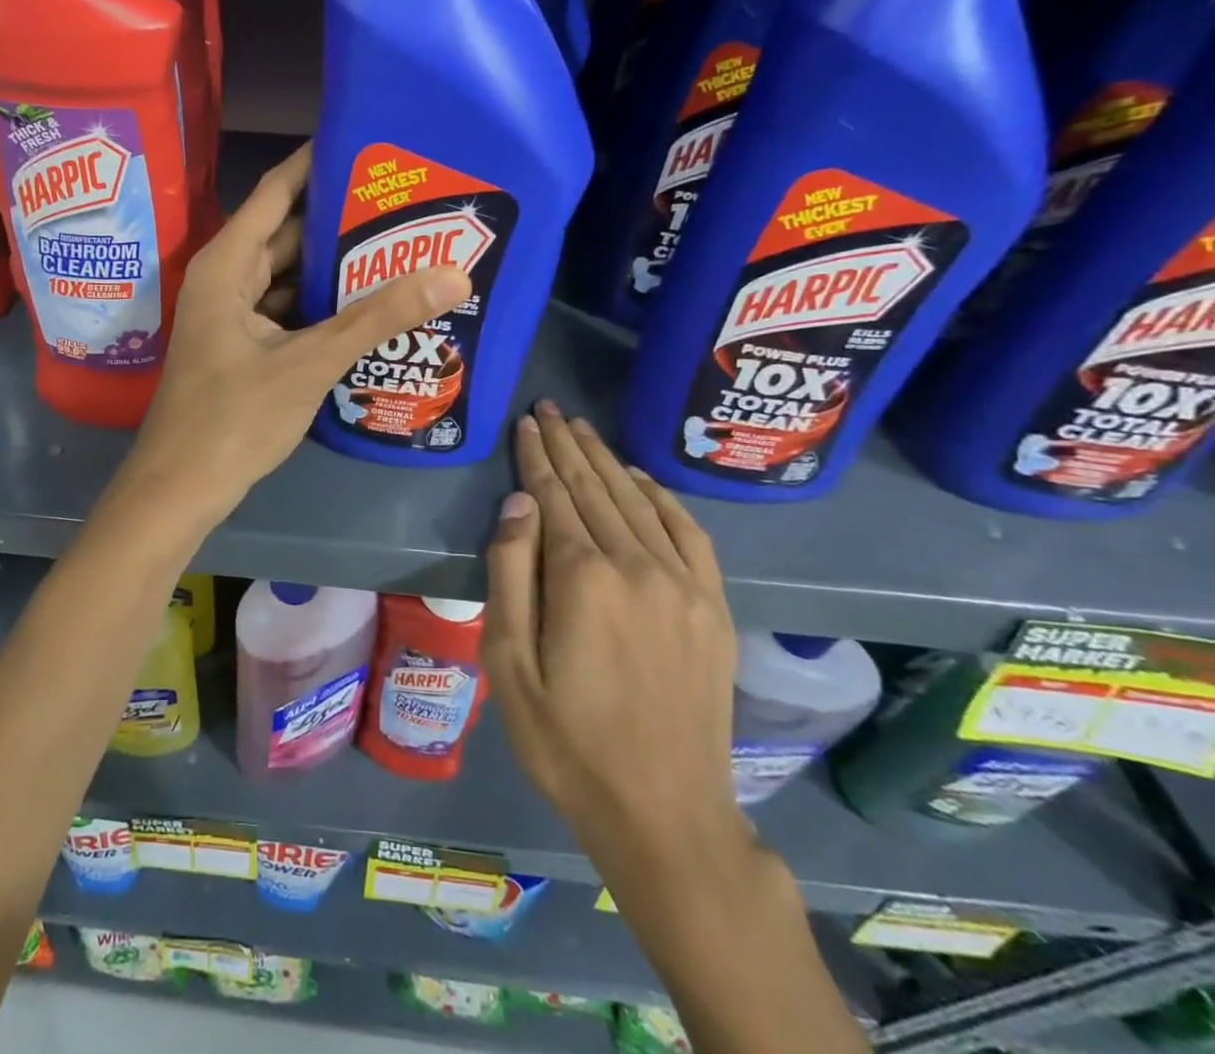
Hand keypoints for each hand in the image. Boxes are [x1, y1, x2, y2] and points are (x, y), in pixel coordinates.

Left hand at [128, 144, 470, 516]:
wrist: (180, 489)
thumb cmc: (233, 420)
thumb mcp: (309, 364)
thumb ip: (376, 318)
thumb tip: (453, 274)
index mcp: (228, 264)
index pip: (278, 191)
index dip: (320, 162)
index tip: (371, 141)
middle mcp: (227, 278)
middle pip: (289, 232)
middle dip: (343, 218)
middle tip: (408, 200)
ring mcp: (234, 314)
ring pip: (291, 274)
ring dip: (337, 265)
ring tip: (403, 244)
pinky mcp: (245, 345)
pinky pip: (289, 308)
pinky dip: (324, 304)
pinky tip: (371, 303)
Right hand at [484, 402, 744, 879]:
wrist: (664, 813)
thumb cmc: (567, 741)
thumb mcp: (510, 664)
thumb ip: (510, 574)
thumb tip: (518, 503)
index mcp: (583, 578)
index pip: (554, 496)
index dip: (537, 456)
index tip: (527, 421)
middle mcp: (637, 566)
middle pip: (596, 488)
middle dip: (569, 445)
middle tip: (550, 408)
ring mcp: (683, 585)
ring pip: (638, 502)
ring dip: (608, 461)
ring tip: (584, 430)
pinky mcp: (712, 608)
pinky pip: (688, 533)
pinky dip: (661, 497)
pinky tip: (641, 479)